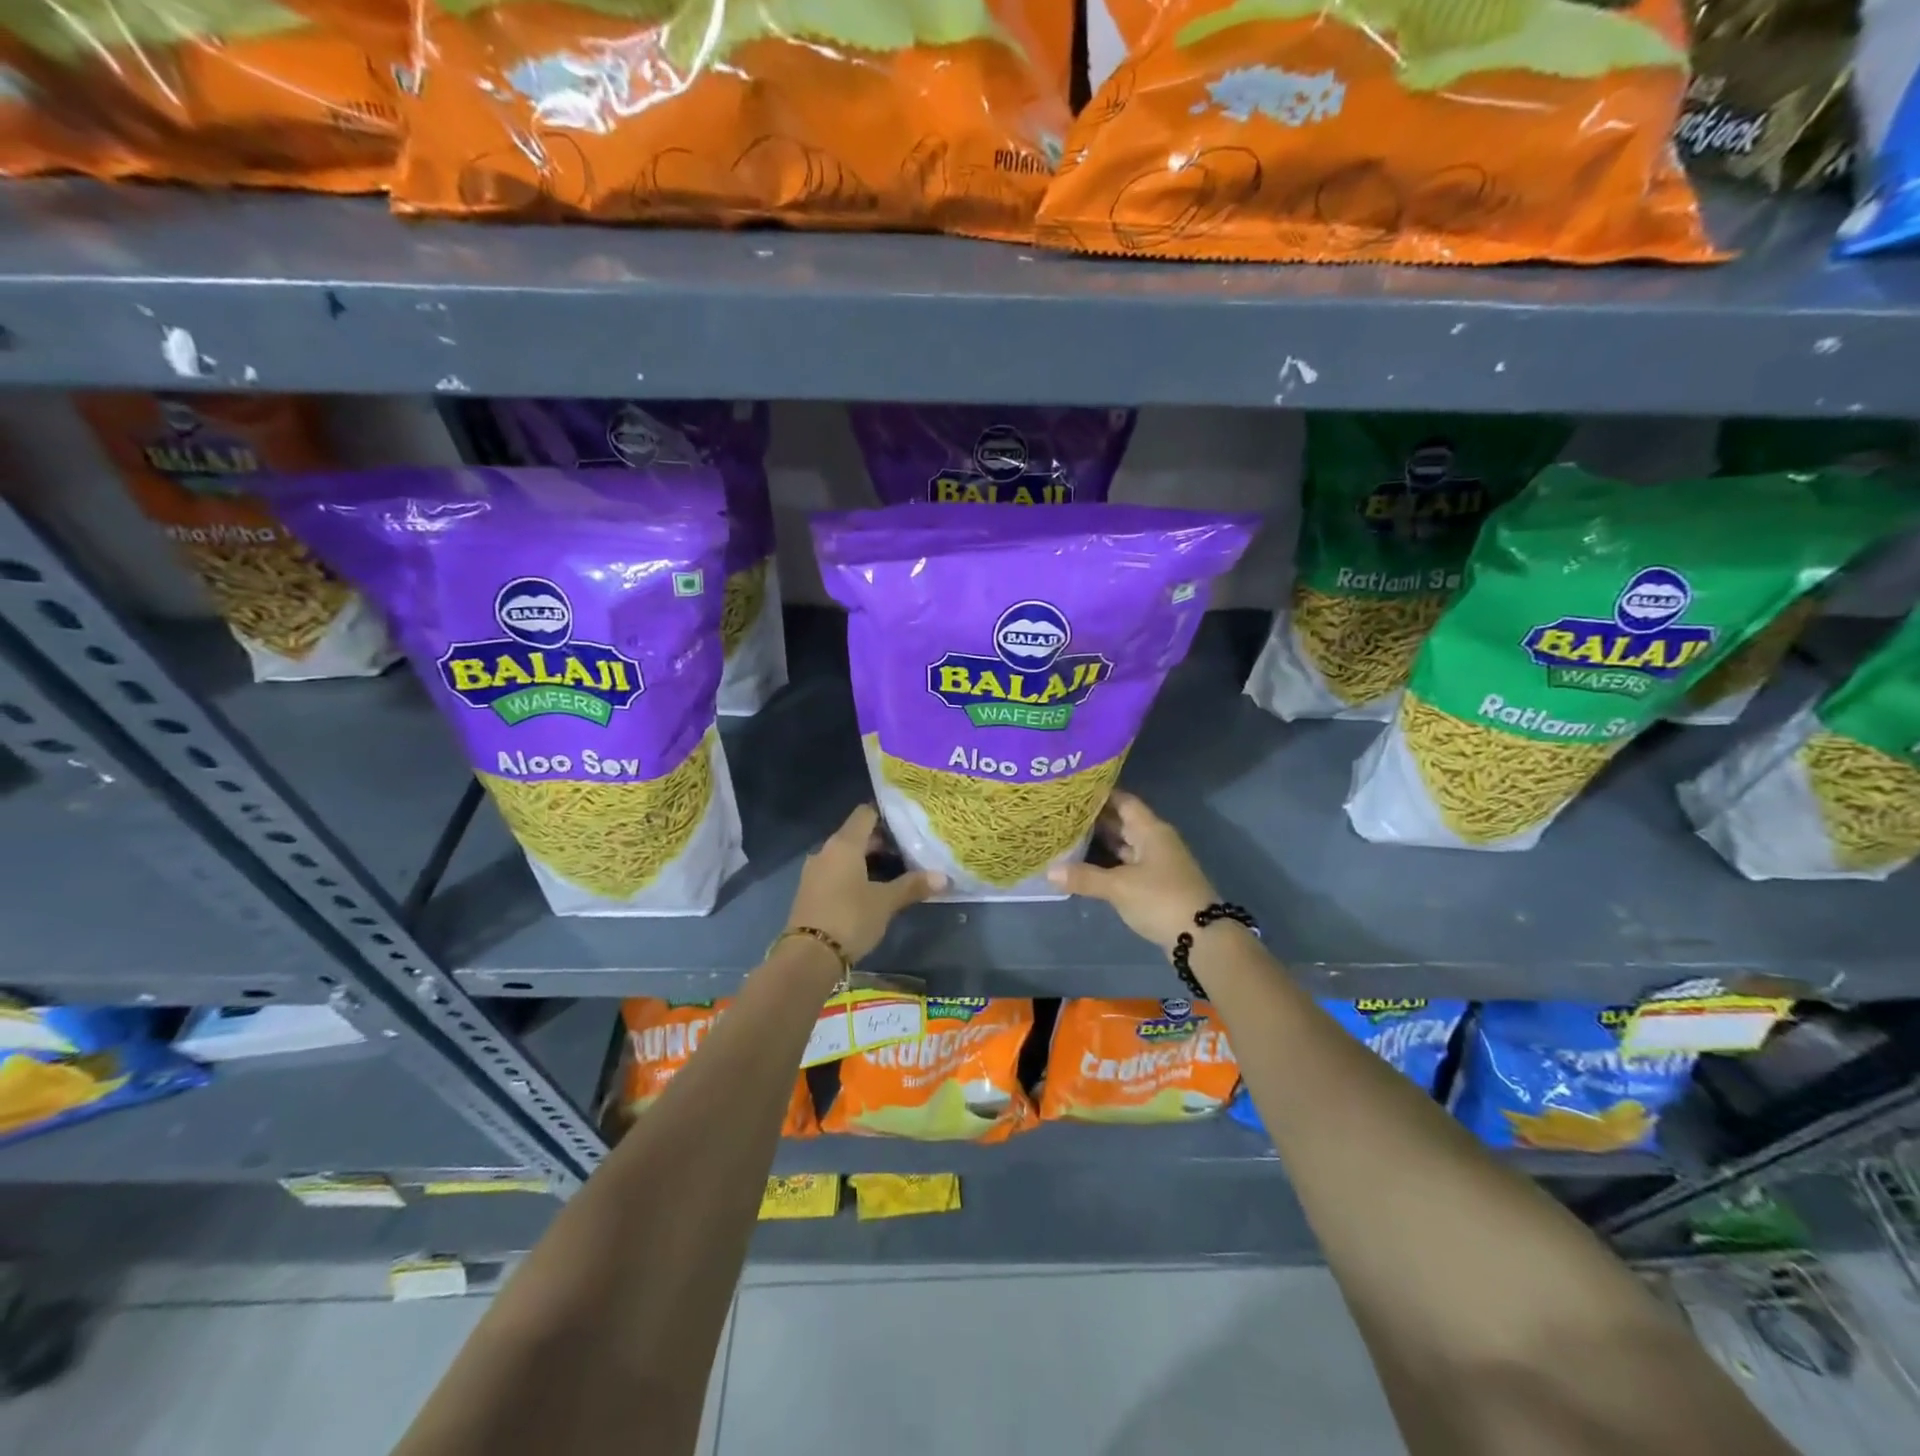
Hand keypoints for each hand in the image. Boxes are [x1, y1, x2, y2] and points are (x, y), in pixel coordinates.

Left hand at [784, 804, 945, 963]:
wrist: (808, 956)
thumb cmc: (850, 918)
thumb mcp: (885, 902)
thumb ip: (912, 886)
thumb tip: (944, 878)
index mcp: (844, 844)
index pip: (865, 814)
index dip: (886, 816)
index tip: (907, 825)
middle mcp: (826, 851)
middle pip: (856, 835)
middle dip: (881, 842)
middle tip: (908, 852)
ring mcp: (814, 871)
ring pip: (845, 856)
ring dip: (867, 860)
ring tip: (894, 872)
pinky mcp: (810, 891)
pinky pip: (836, 872)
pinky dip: (853, 875)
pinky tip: (871, 890)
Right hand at [1048, 791, 1217, 954]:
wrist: (1202, 937)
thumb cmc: (1161, 899)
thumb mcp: (1119, 887)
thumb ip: (1084, 877)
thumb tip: (1049, 871)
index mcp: (1150, 830)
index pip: (1123, 801)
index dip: (1100, 794)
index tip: (1073, 790)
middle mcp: (1155, 841)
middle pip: (1122, 822)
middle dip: (1095, 818)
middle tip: (1062, 814)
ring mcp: (1157, 863)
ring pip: (1124, 845)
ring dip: (1100, 842)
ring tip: (1067, 836)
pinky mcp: (1155, 884)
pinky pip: (1127, 865)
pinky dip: (1108, 863)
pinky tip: (1086, 866)